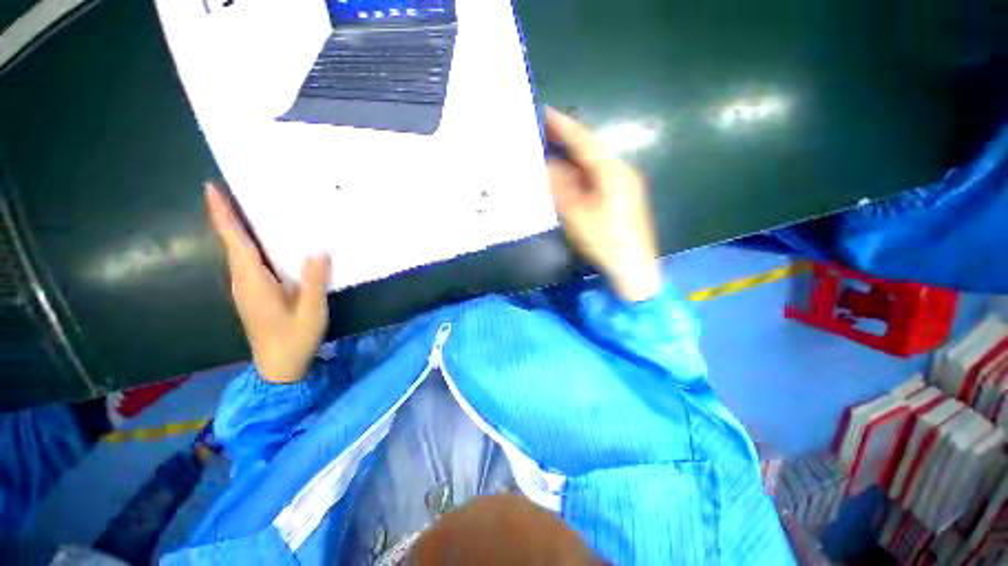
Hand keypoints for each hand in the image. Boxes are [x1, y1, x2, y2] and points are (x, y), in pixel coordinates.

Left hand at [205, 183, 330, 383]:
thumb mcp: (311, 311)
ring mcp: (246, 289)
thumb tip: (318, 249)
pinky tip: (261, 241)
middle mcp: (243, 282)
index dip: (223, 216)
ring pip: (237, 252)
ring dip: (236, 229)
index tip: (211, 188)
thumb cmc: (295, 339)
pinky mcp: (253, 295)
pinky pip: (246, 262)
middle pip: (231, 243)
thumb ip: (314, 281)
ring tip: (245, 207)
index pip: (235, 243)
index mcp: (254, 283)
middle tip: (232, 189)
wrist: (278, 368)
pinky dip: (247, 245)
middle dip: (228, 216)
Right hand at [545, 107, 661, 301]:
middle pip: (589, 151)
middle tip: (541, 132)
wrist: (632, 266)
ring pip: (591, 166)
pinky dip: (577, 176)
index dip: (563, 126)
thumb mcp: (576, 214)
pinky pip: (594, 180)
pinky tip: (565, 179)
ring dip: (570, 160)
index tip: (544, 112)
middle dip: (566, 141)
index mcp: (612, 171)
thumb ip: (559, 188)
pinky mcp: (619, 199)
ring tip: (548, 153)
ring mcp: (622, 186)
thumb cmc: (604, 240)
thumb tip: (544, 167)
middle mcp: (620, 172)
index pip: (584, 141)